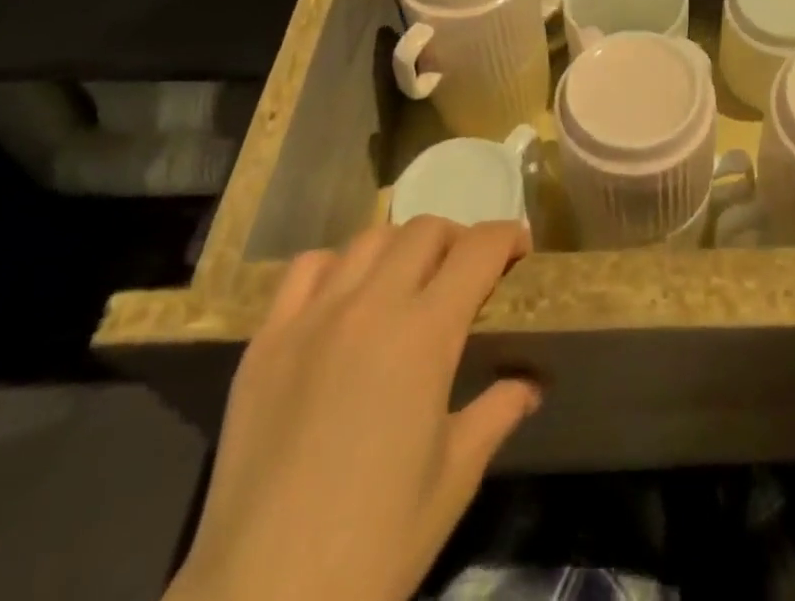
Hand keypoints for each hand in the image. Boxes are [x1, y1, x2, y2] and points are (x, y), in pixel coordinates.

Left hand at [169, 219, 540, 600]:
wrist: (263, 600)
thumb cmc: (376, 544)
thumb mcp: (455, 478)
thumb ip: (497, 412)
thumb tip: (531, 384)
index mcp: (425, 334)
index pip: (477, 250)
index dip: (507, 236)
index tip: (520, 246)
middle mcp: (371, 305)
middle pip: (425, 230)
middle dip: (458, 240)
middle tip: (467, 273)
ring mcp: (312, 317)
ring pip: (369, 239)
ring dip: (402, 248)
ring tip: (408, 281)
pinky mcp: (266, 340)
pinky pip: (307, 269)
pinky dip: (337, 266)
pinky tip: (343, 299)